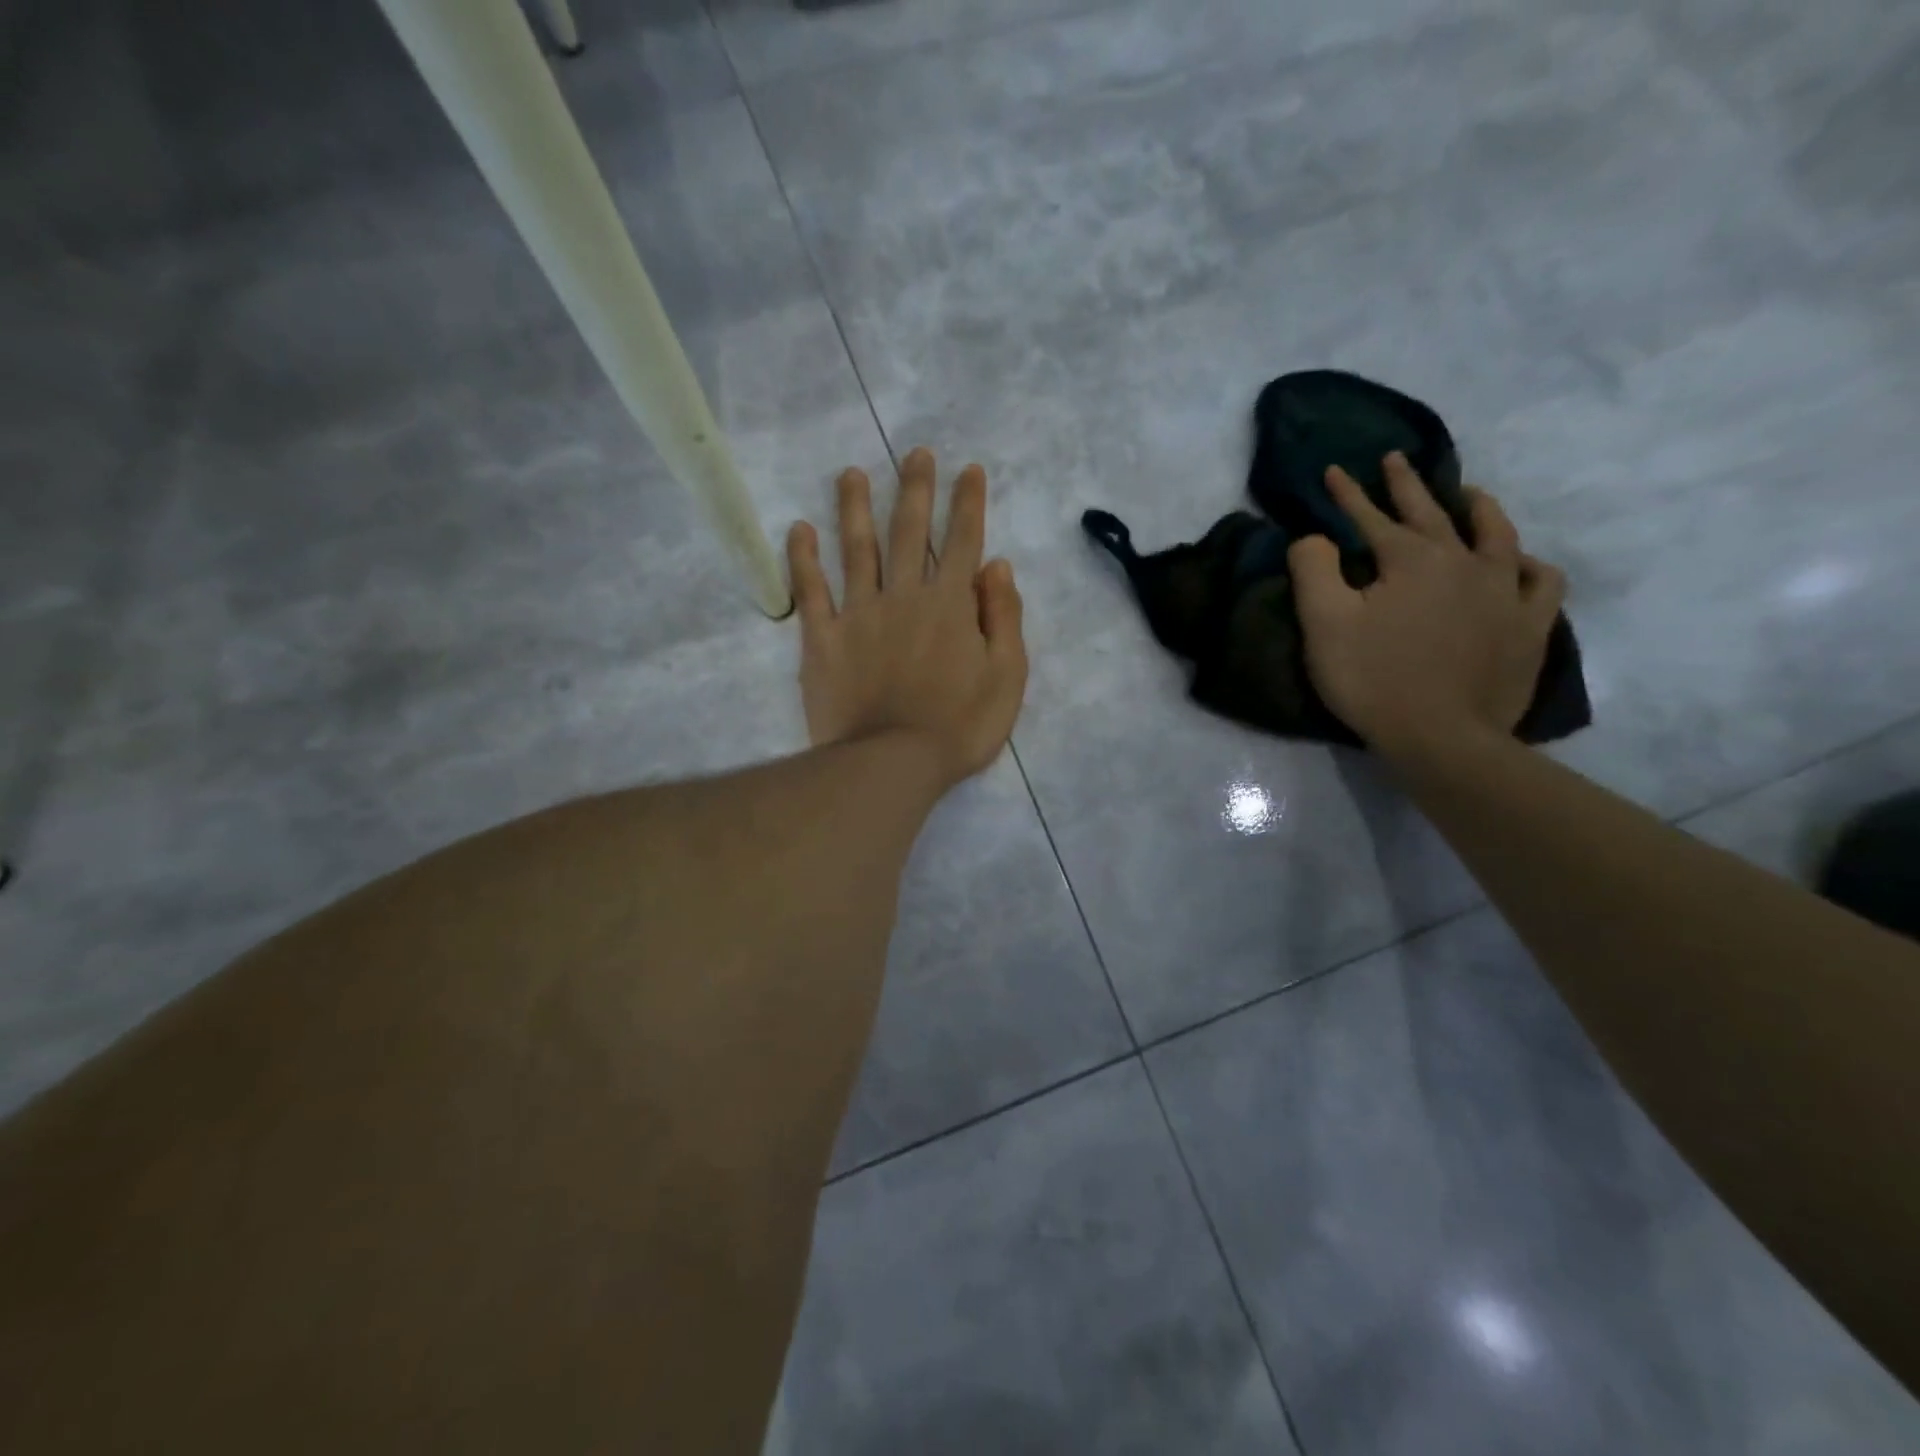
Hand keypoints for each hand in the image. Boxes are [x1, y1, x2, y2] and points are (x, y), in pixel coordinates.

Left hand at [787, 448, 1028, 789]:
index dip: (968, 504)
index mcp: (950, 604)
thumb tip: (996, 566)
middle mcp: (904, 596)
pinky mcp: (822, 639)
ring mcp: (858, 614)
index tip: (968, 470)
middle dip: (916, 489)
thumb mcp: (1006, 678)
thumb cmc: (959, 727)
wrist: (893, 763)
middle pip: (909, 532)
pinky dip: (803, 559)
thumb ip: (1003, 618)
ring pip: (856, 549)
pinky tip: (799, 530)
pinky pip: (810, 591)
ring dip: (855, 508)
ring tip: (851, 474)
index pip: (962, 541)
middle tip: (915, 454)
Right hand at [1288, 452, 1565, 761]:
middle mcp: (1464, 561)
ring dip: (1478, 508)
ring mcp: (1505, 592)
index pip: (1371, 516)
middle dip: (1407, 484)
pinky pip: (1541, 581)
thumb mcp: (1324, 624)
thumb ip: (1312, 569)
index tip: (1334, 470)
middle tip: (1395, 459)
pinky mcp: (1529, 625)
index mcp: (1411, 558)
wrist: (1441, 737)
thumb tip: (1313, 537)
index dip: (1348, 494)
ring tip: (1468, 494)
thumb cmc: (1373, 679)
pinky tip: (1520, 563)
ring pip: (1497, 534)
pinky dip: (1529, 565)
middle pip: (1433, 512)